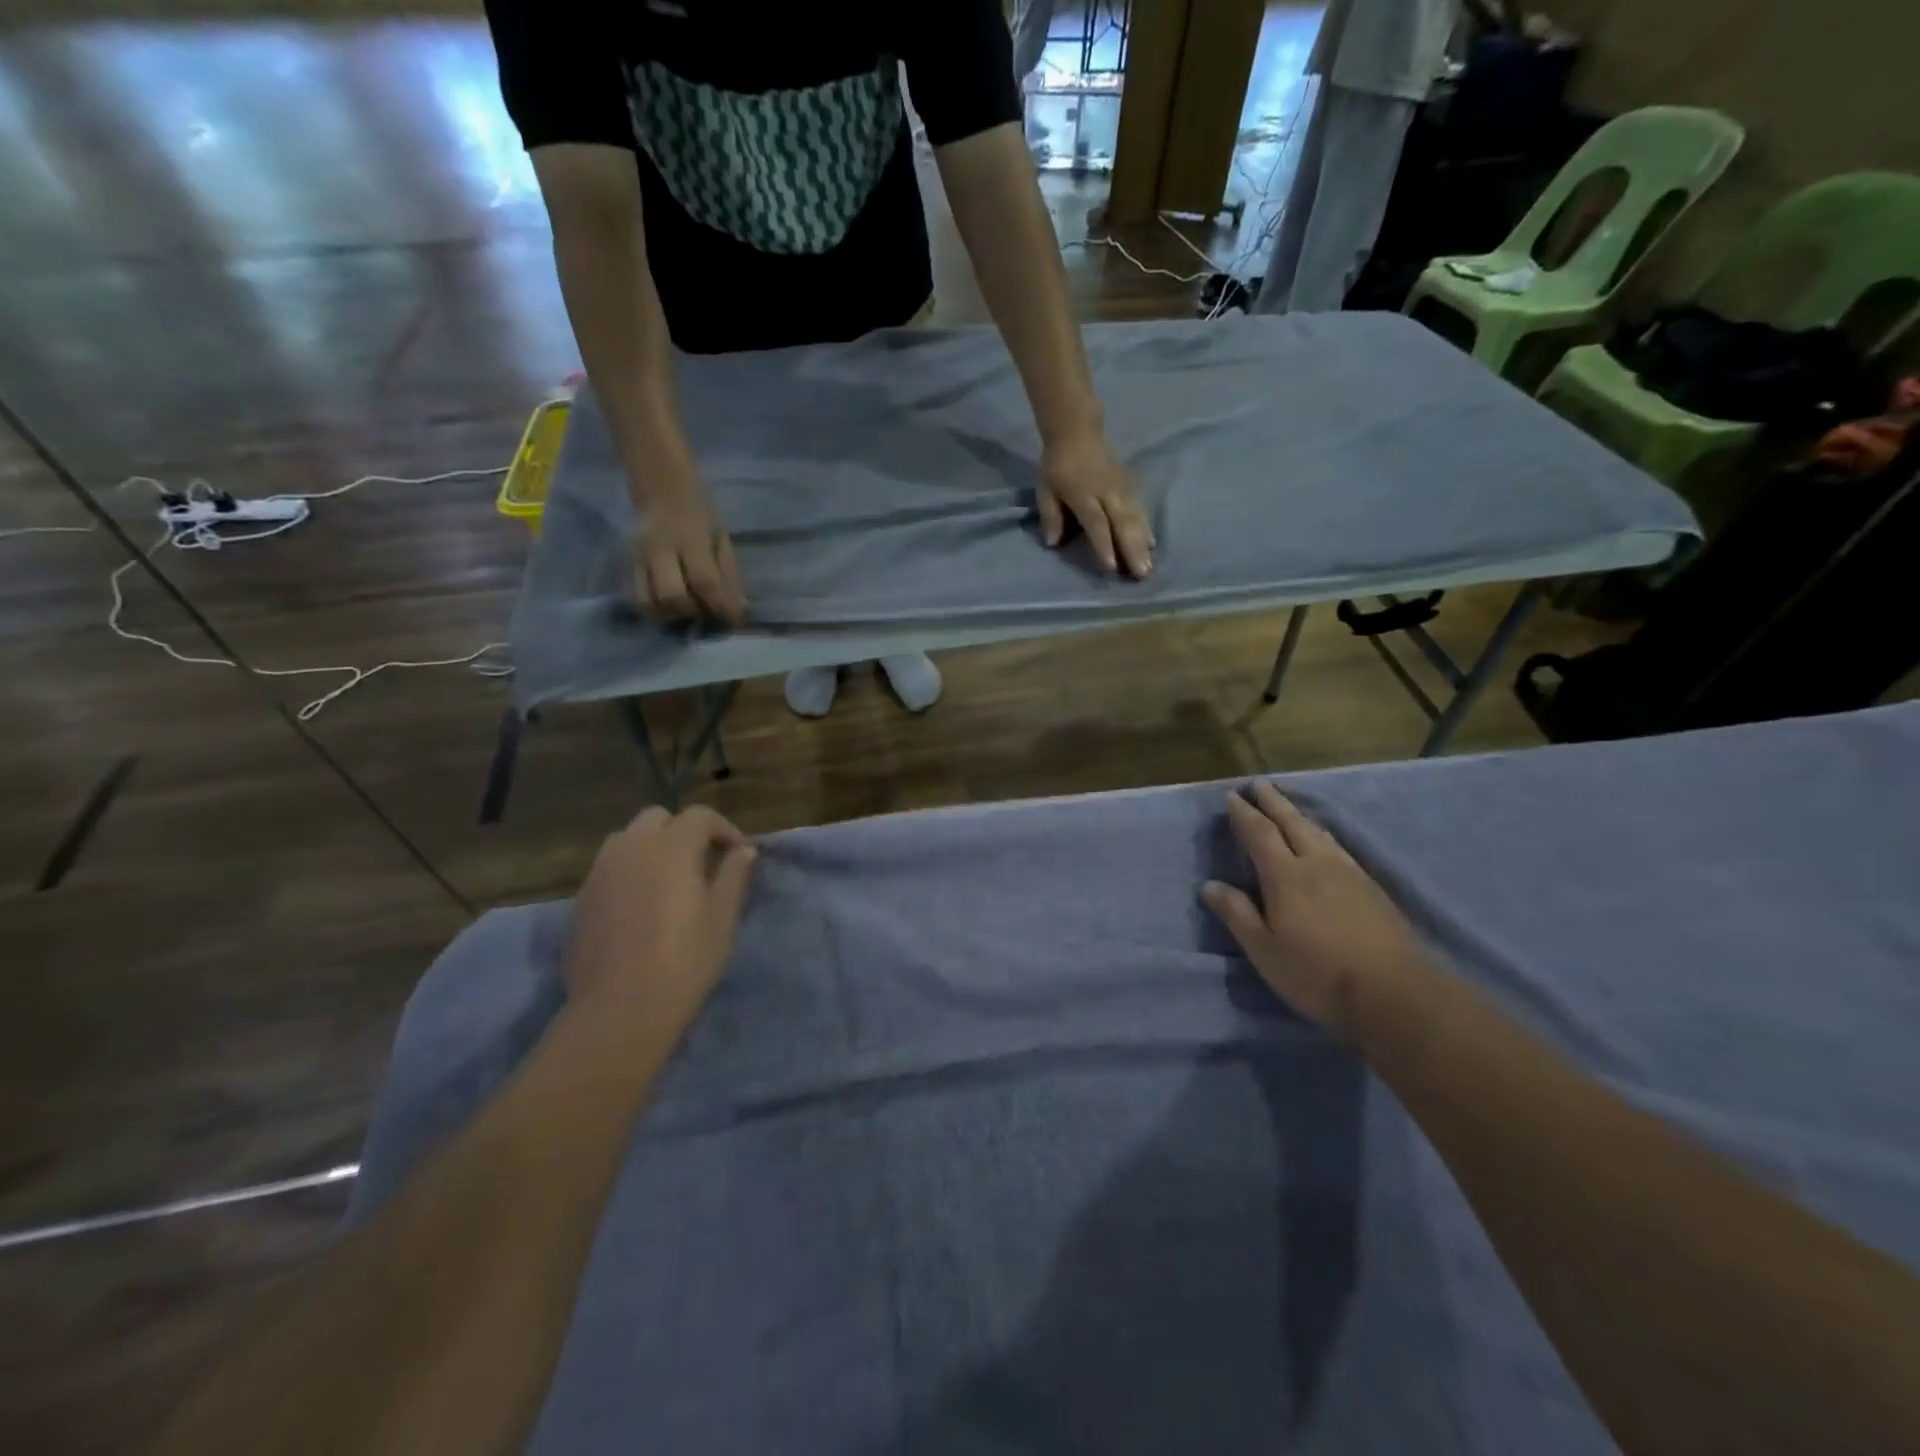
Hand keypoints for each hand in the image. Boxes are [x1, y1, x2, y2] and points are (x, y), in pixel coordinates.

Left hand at [566, 806, 757, 1036]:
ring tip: (668, 878)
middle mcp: (632, 849)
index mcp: (671, 849)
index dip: (723, 828)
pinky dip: (629, 869)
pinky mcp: (582, 898)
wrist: (621, 1009)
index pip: (699, 816)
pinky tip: (641, 903)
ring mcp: (601, 872)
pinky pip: (608, 866)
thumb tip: (744, 852)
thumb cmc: (684, 961)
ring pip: (627, 838)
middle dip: (683, 830)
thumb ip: (734, 876)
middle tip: (702, 861)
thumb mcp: (722, 918)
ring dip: (651, 846)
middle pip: (657, 818)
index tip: (738, 854)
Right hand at [633, 488, 744, 624]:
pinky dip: (654, 609)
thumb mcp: (721, 536)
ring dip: (671, 615)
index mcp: (689, 538)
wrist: (661, 487)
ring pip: (648, 602)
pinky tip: (669, 606)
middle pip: (672, 596)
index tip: (732, 619)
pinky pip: (636, 597)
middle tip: (706, 611)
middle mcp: (660, 549)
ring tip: (687, 610)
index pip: (704, 581)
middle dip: (693, 611)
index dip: (721, 606)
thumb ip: (728, 573)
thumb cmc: (700, 512)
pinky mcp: (628, 563)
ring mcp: (639, 557)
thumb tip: (736, 608)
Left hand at [1039, 429, 1154, 578]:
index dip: (1103, 544)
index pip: (1095, 522)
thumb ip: (1051, 516)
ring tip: (1149, 564)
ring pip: (1134, 517)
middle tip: (1141, 573)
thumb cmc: (1057, 465)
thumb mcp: (1045, 490)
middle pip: (1121, 523)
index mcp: (1082, 494)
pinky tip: (1152, 544)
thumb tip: (1053, 543)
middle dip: (1132, 549)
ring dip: (1142, 542)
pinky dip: (1146, 528)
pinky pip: (1139, 509)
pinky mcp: (1129, 485)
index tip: (1111, 566)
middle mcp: (1106, 492)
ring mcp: (1121, 488)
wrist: (1077, 431)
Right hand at [1203, 783, 1428, 1040]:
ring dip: (1299, 815)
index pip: (1260, 834)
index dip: (1245, 814)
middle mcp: (1317, 864)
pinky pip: (1337, 847)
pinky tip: (1323, 842)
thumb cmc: (1317, 974)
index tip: (1233, 796)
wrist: (1395, 994)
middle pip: (1293, 823)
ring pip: (1319, 833)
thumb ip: (1237, 914)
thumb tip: (1210, 885)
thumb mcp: (1264, 950)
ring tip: (1288, 807)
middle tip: (1260, 784)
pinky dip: (1321, 834)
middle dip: (1274, 802)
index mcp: (1286, 876)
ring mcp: (1349, 874)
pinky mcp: (1371, 888)